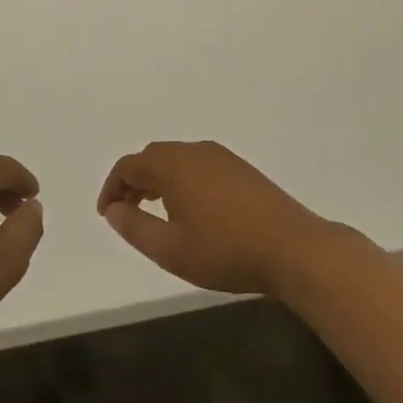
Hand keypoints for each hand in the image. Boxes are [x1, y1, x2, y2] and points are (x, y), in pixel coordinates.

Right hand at [97, 141, 335, 297]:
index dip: (112, 188)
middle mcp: (195, 152)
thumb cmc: (226, 251)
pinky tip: (192, 209)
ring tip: (156, 211)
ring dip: (159, 180)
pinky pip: (199, 165)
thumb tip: (114, 210)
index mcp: (173, 165)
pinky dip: (182, 180)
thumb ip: (135, 228)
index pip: (129, 165)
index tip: (107, 214)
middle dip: (134, 181)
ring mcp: (222, 158)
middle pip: (152, 157)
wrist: (294, 249)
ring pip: (177, 159)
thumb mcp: (170, 249)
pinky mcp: (242, 170)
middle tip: (127, 210)